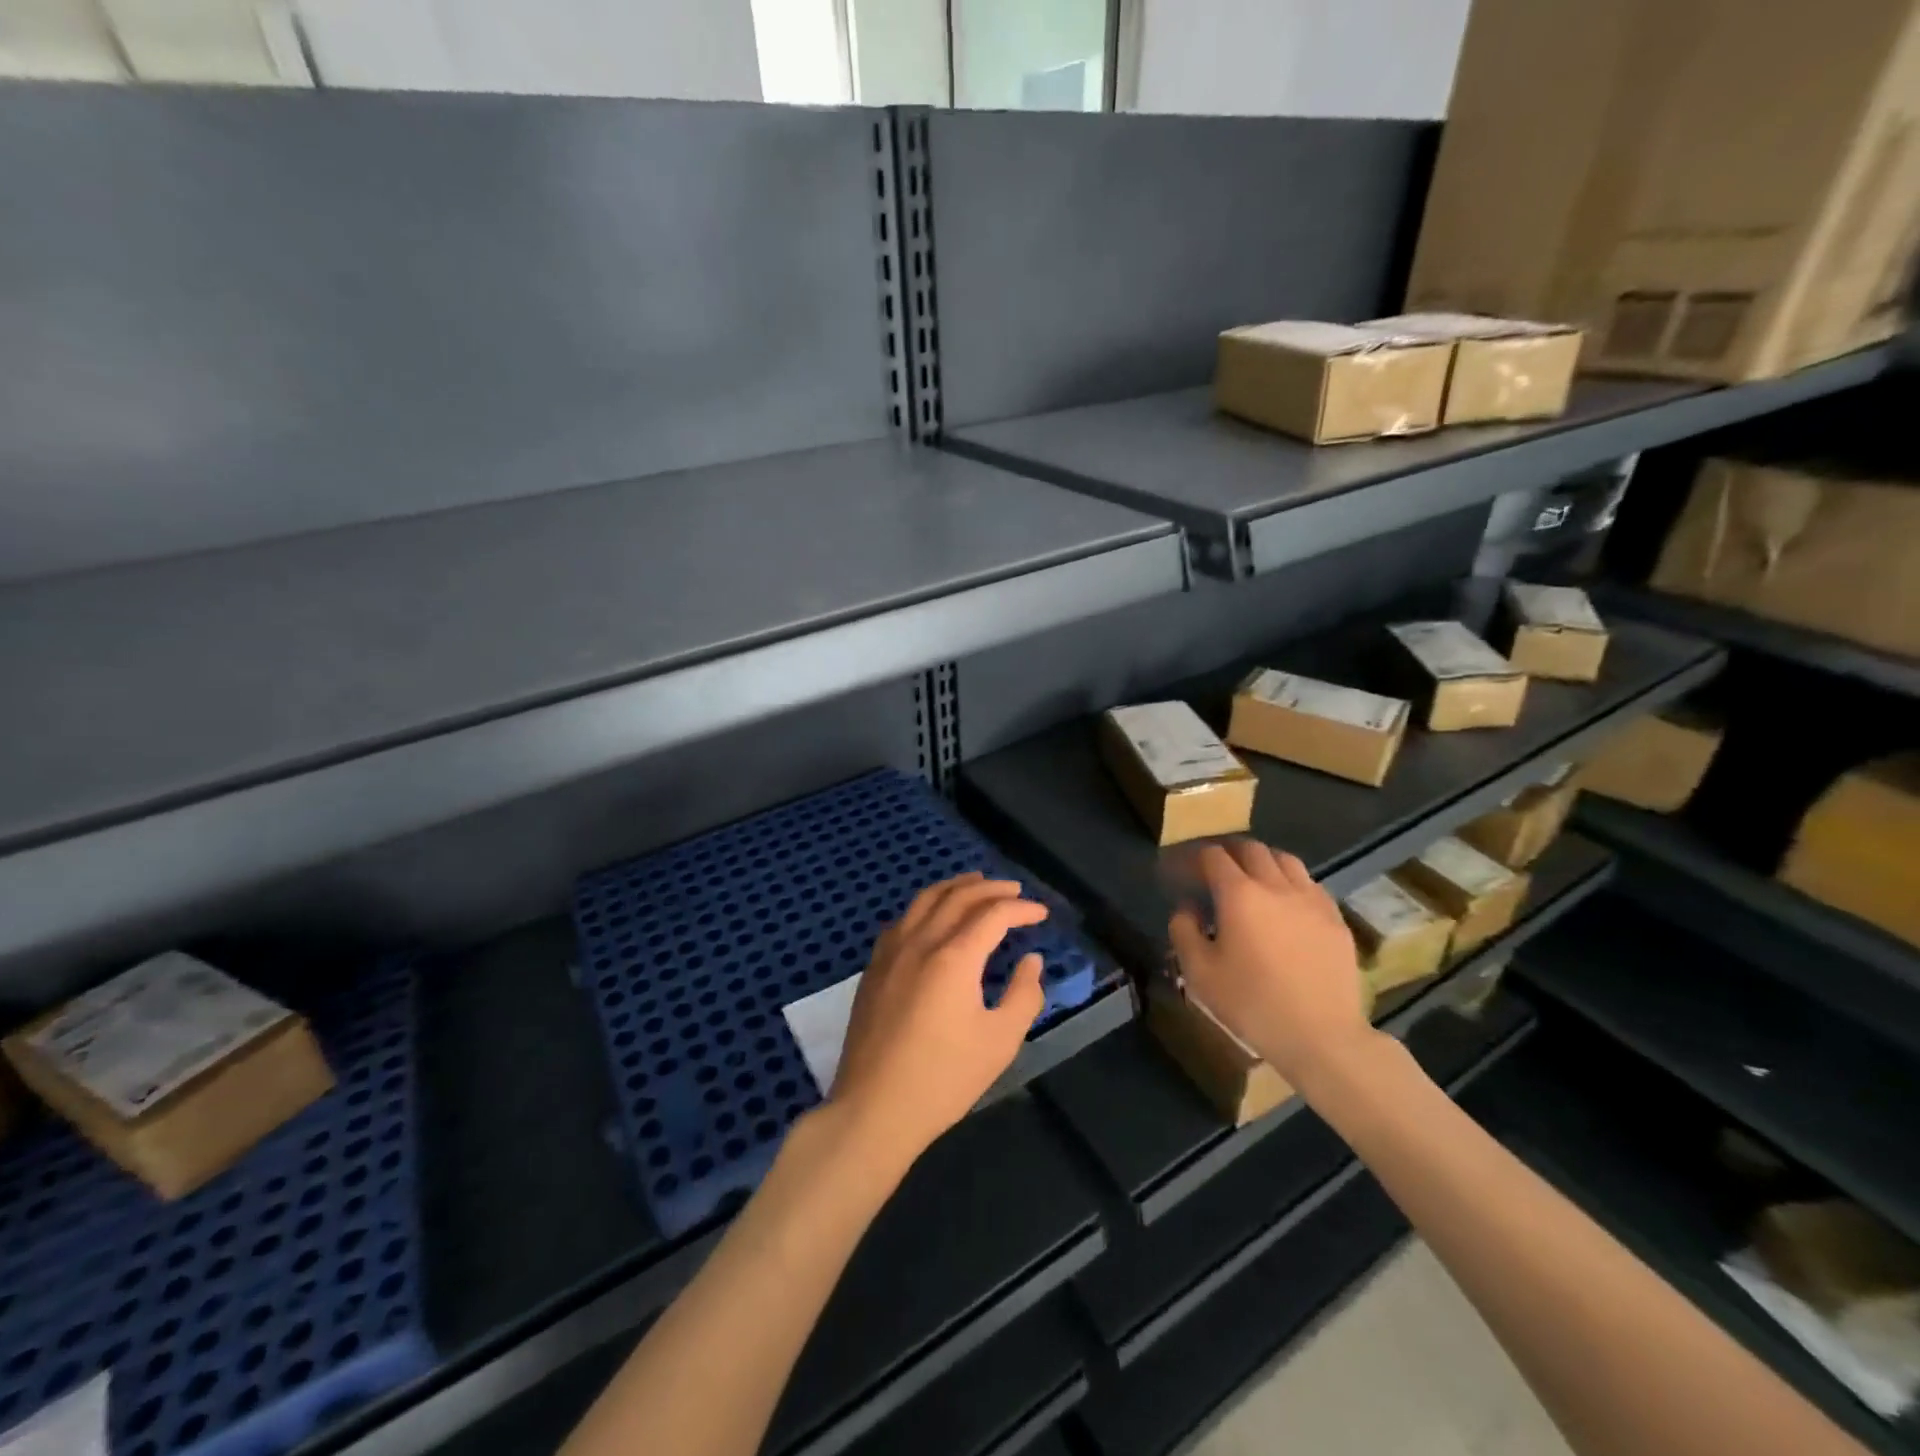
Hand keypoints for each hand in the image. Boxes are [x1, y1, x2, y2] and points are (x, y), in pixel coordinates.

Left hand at [830, 873, 1048, 1163]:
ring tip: (975, 884)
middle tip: (1013, 889)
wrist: (874, 1108)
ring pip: (925, 900)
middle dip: (990, 888)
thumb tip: (1031, 959)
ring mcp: (891, 952)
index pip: (993, 915)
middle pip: (958, 897)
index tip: (1041, 914)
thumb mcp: (1000, 1041)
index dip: (1021, 909)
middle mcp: (920, 942)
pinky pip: (903, 920)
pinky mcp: (874, 968)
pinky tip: (932, 916)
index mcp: (954, 957)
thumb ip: (1024, 994)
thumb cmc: (944, 1078)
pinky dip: (926, 906)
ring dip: (954, 887)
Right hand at [1167, 841, 1377, 1085]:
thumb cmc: (1252, 1004)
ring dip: (1263, 861)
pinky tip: (1287, 904)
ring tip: (1253, 878)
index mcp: (1239, 894)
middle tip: (1215, 870)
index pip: (1213, 856)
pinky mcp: (1336, 919)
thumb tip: (1186, 908)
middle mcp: (1276, 886)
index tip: (1183, 871)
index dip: (1194, 858)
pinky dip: (1292, 883)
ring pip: (1286, 860)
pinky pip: (1311, 885)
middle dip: (1229, 852)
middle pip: (1251, 849)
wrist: (1322, 1037)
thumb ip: (1184, 932)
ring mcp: (1312, 900)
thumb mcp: (1200, 973)